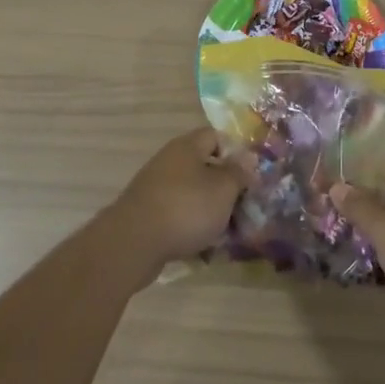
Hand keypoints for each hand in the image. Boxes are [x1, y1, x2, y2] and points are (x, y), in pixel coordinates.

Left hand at [106, 128, 247, 276]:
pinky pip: (178, 215)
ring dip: (210, 210)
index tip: (250, 174)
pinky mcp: (148, 214)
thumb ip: (238, 173)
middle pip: (204, 167)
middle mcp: (169, 161)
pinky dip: (191, 227)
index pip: (215, 136)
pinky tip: (203, 247)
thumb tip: (248, 157)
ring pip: (192, 193)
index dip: (236, 152)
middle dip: (225, 187)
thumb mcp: (223, 189)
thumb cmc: (186, 208)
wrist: (134, 243)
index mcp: (187, 147)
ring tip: (227, 231)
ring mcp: (156, 188)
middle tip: (244, 205)